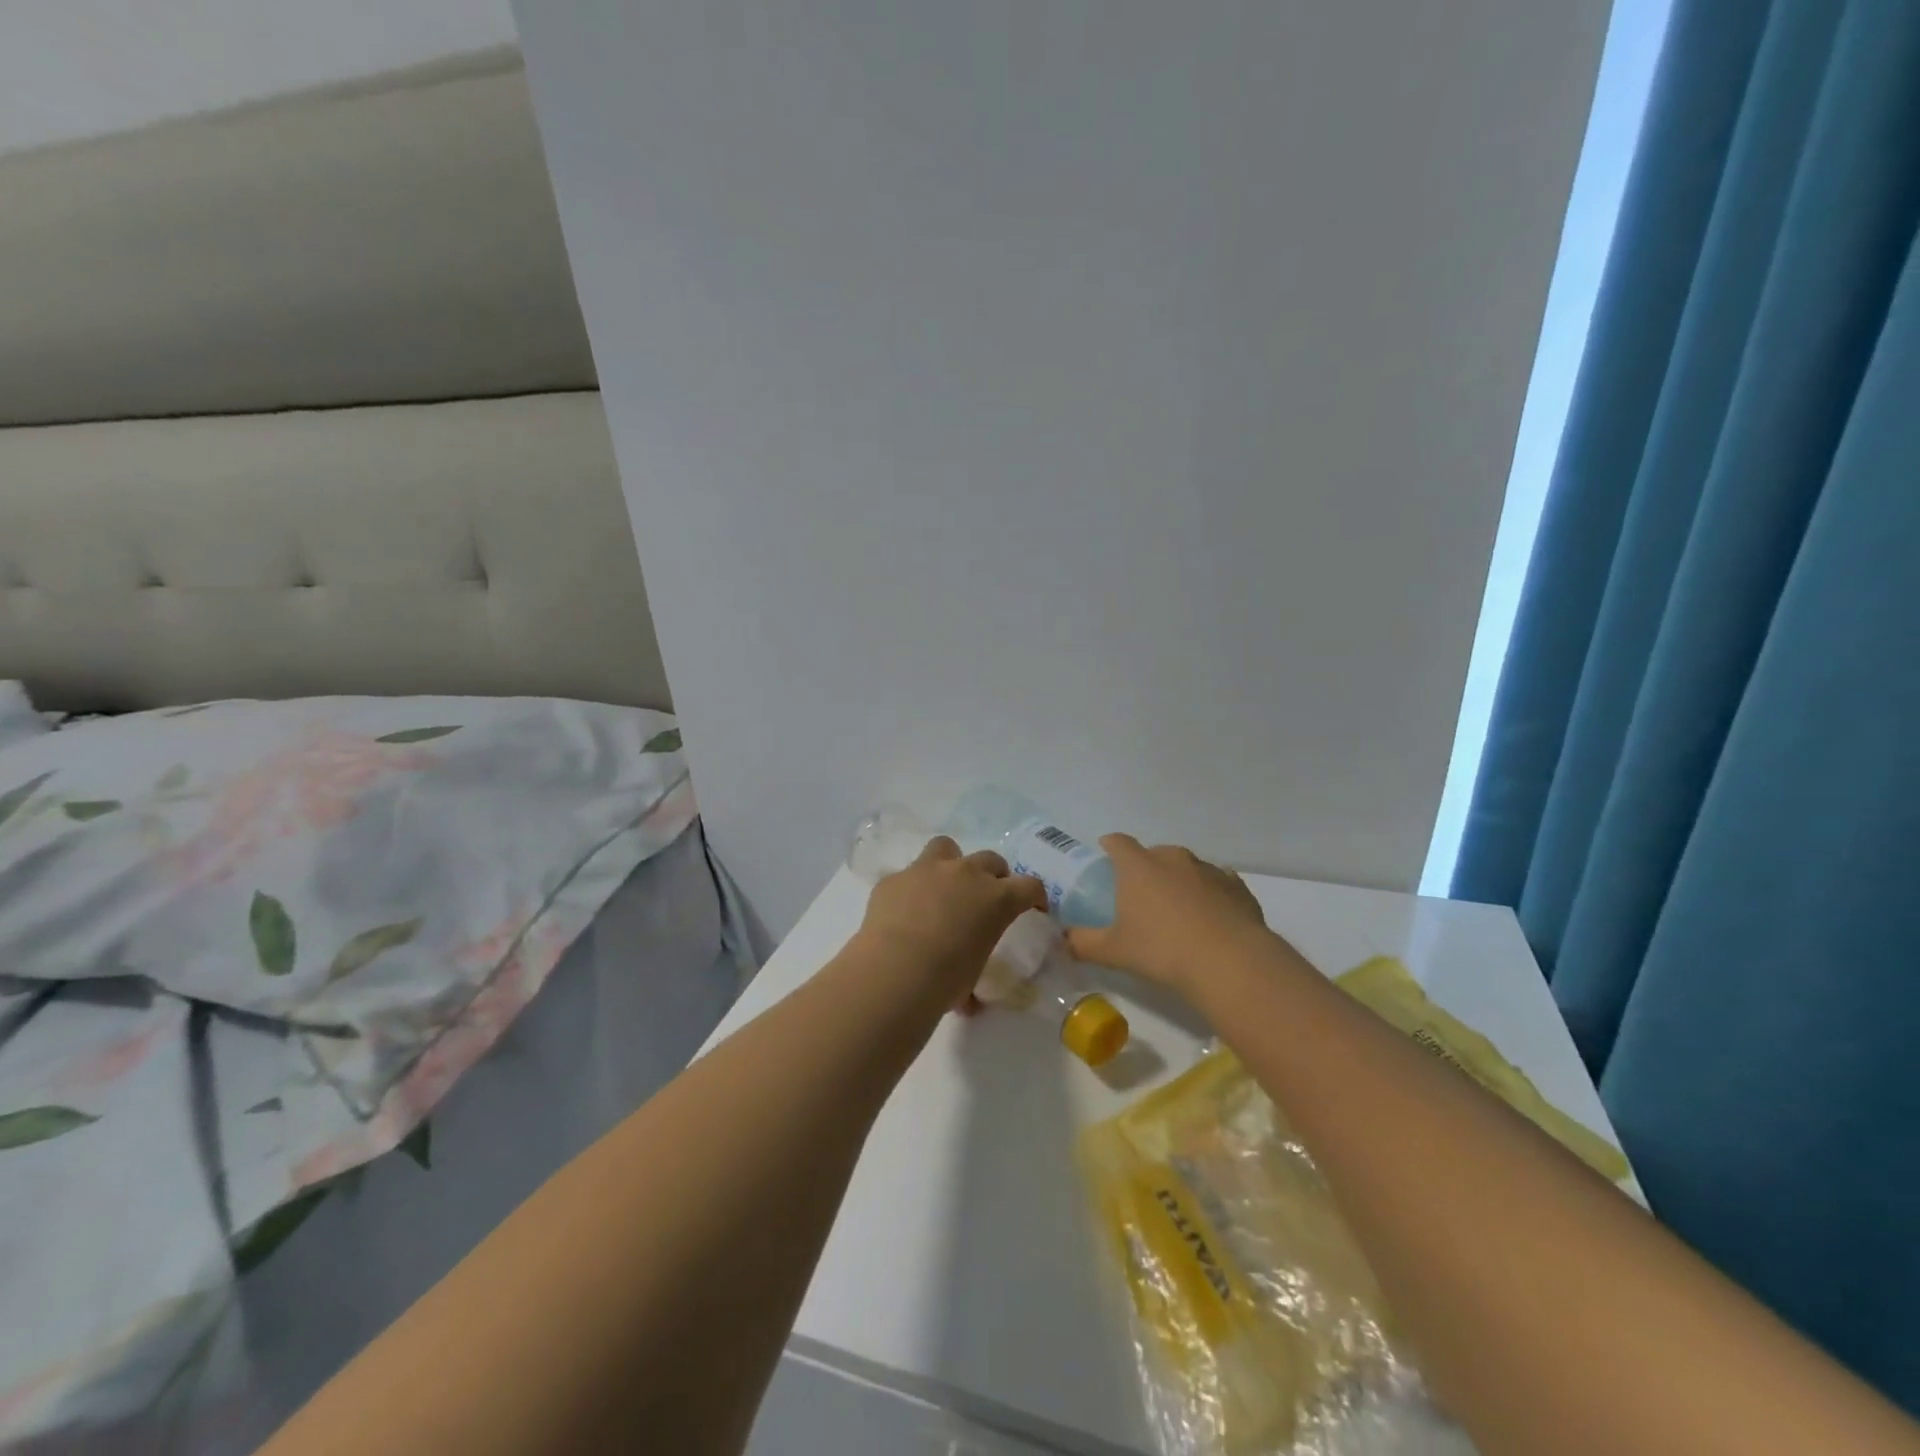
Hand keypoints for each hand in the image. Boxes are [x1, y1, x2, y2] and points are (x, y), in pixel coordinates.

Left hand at [855, 837, 1048, 1002]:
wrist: (894, 971)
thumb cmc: (945, 980)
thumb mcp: (972, 976)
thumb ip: (972, 971)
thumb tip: (968, 1001)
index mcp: (996, 899)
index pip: (1029, 887)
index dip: (1035, 896)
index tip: (1034, 907)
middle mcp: (966, 874)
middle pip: (991, 860)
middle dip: (993, 876)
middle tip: (985, 897)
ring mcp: (927, 870)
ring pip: (946, 848)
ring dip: (950, 863)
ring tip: (943, 887)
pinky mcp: (894, 879)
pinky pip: (908, 876)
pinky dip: (911, 889)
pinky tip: (903, 911)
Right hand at [1066, 834, 1267, 998]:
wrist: (1230, 962)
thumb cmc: (1161, 950)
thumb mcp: (1113, 951)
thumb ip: (1082, 943)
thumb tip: (1062, 940)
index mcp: (1138, 866)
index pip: (1118, 842)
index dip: (1110, 847)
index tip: (1106, 856)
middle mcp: (1173, 858)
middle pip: (1154, 853)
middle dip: (1146, 869)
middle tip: (1141, 897)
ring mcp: (1208, 869)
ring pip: (1187, 867)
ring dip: (1179, 882)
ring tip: (1177, 912)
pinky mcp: (1237, 887)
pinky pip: (1217, 883)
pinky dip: (1210, 895)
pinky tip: (1210, 919)